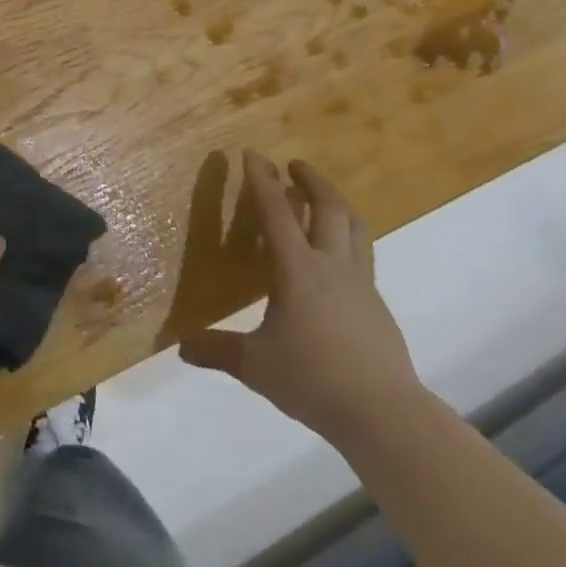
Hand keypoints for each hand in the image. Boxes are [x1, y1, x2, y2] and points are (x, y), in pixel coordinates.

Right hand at [179, 151, 420, 440]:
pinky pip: (363, 255)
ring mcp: (360, 284)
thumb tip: (182, 347)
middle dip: (312, 179)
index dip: (262, 180)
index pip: (276, 212)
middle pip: (329, 207)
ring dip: (337, 202)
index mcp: (298, 269)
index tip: (253, 153)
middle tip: (295, 165)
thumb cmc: (313, 379)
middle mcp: (331, 265)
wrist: (383, 413)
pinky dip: (349, 238)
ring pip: (355, 226)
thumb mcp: (256, 366)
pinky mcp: (377, 305)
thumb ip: (218, 351)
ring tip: (323, 197)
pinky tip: (337, 258)